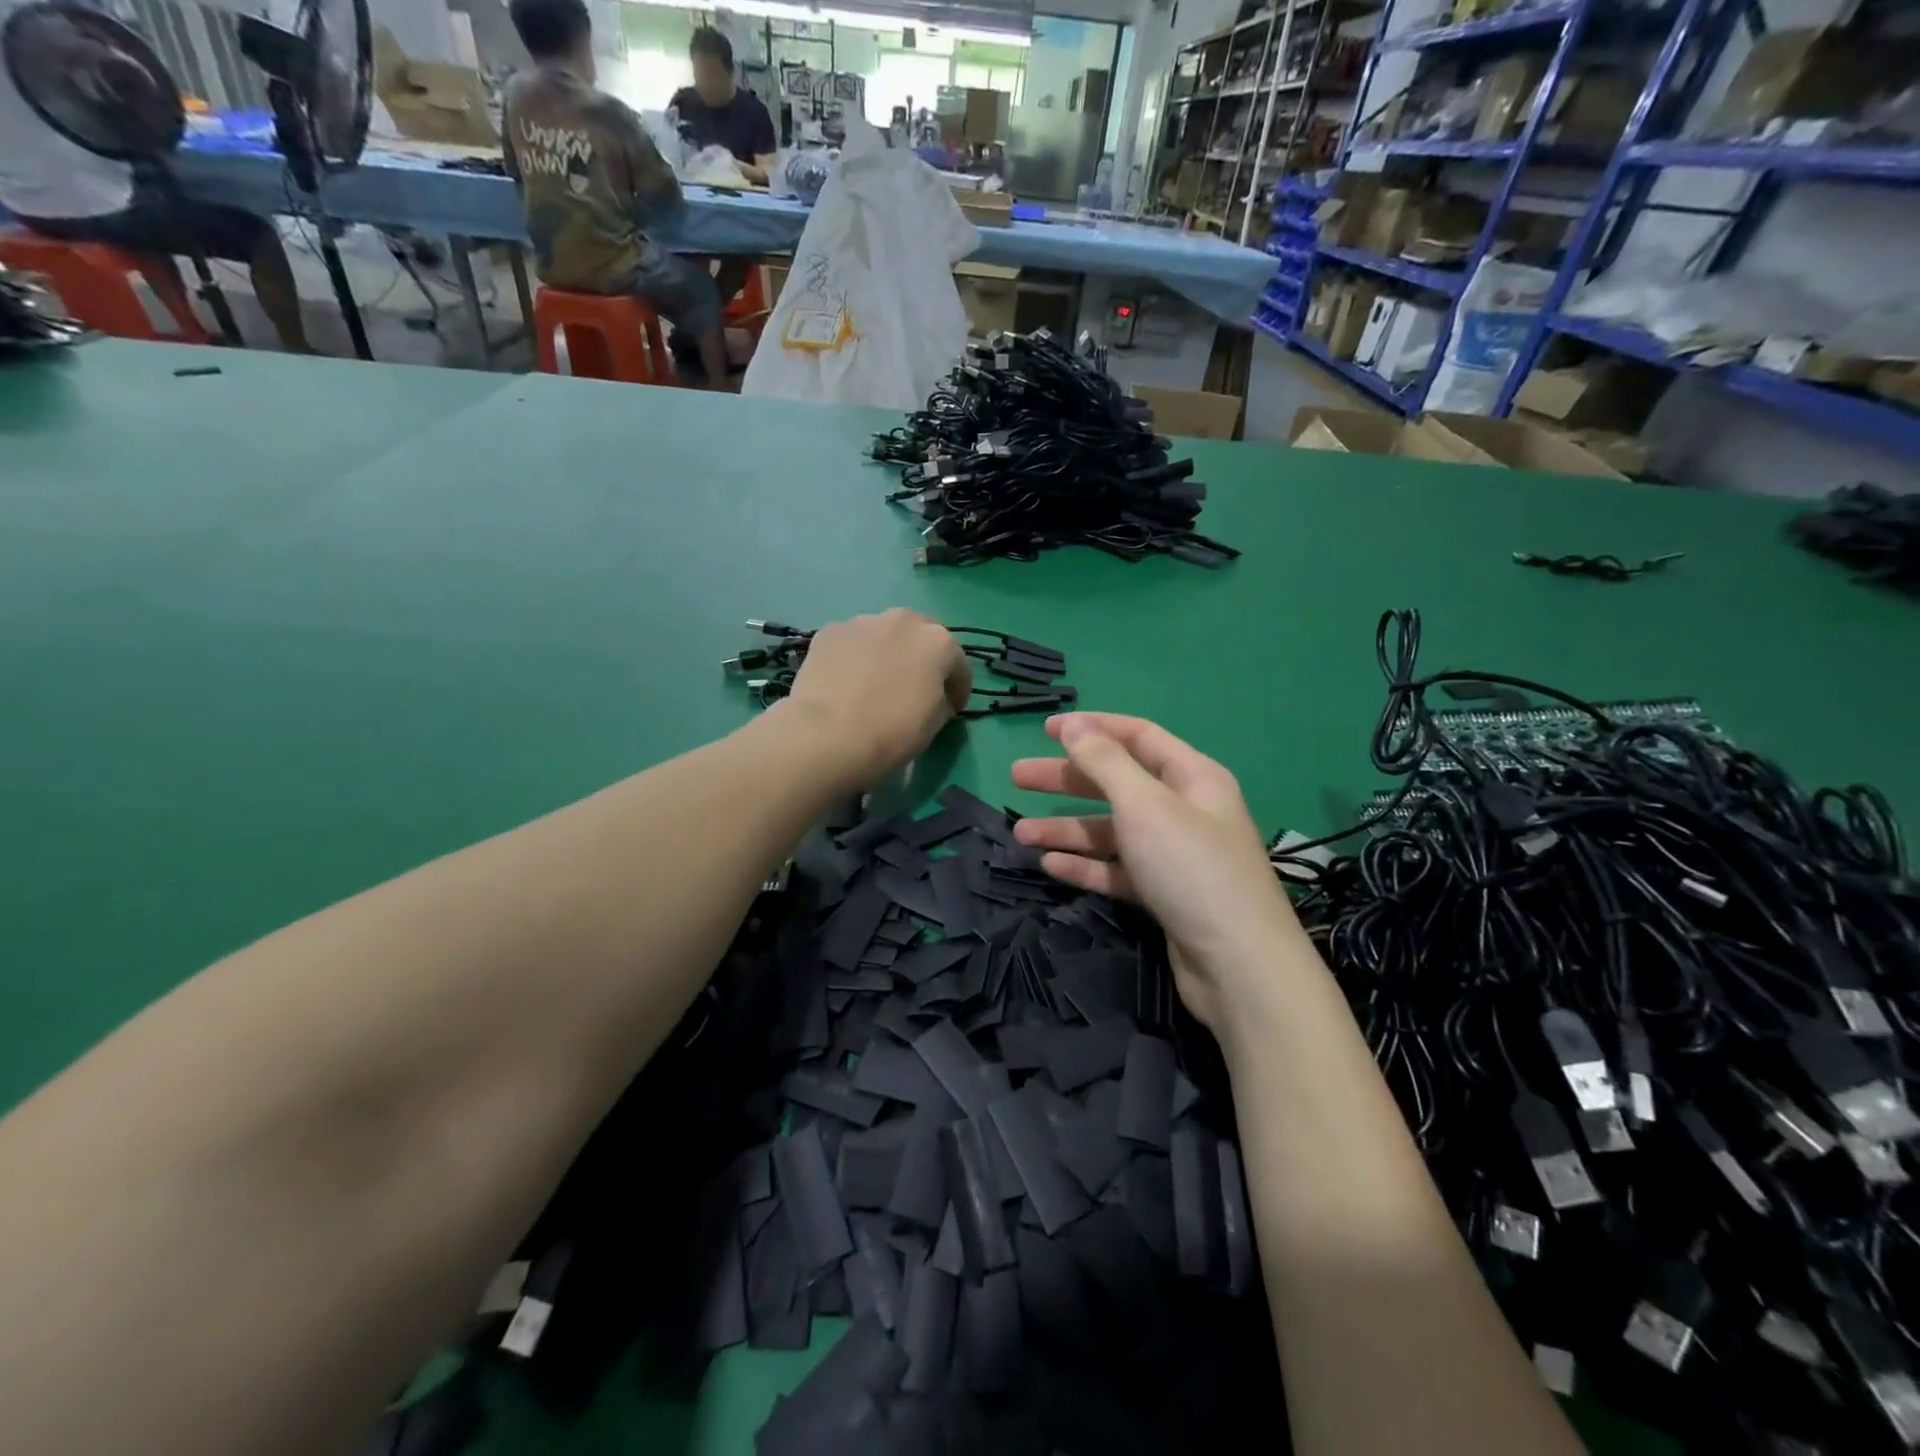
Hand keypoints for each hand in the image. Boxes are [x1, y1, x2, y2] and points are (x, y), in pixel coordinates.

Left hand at [782, 610, 971, 788]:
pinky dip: (855, 657)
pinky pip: (852, 643)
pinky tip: (846, 682)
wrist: (828, 735)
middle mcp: (904, 620)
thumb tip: (936, 697)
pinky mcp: (829, 631)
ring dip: (887, 654)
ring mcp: (863, 622)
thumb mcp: (934, 724)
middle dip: (921, 660)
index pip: (958, 665)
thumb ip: (942, 701)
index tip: (952, 709)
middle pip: (920, 638)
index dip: (958, 690)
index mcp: (938, 642)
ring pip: (884, 635)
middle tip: (913, 689)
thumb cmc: (892, 733)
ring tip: (875, 683)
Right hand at [1011, 713, 1310, 1033]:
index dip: (1092, 728)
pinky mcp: (1163, 895)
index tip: (1046, 730)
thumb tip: (1074, 725)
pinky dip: (1086, 866)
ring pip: (1111, 831)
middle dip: (1067, 779)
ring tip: (1020, 834)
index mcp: (1192, 778)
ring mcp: (1174, 856)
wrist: (1237, 965)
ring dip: (1067, 829)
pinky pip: (1117, 871)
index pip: (1138, 737)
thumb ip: (1105, 762)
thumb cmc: (1191, 868)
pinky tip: (1050, 865)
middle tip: (1017, 778)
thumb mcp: (1145, 805)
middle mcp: (1184, 811)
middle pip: (1117, 783)